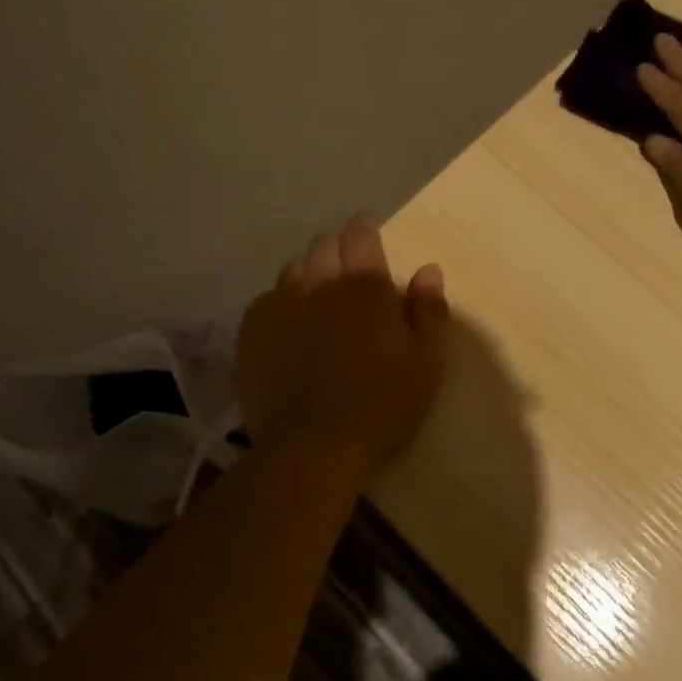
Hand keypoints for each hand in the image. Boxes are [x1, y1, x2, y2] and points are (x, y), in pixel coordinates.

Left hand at [236, 214, 449, 477]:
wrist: (313, 450)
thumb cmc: (382, 407)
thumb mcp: (427, 364)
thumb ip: (430, 311)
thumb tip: (428, 270)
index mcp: (365, 287)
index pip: (360, 233)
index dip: (364, 230)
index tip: (368, 238)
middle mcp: (319, 284)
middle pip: (323, 245)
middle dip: (336, 251)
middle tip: (347, 278)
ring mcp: (280, 305)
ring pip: (292, 270)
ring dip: (307, 277)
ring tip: (316, 305)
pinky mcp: (251, 331)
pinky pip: (265, 301)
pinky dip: (279, 306)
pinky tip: (287, 331)